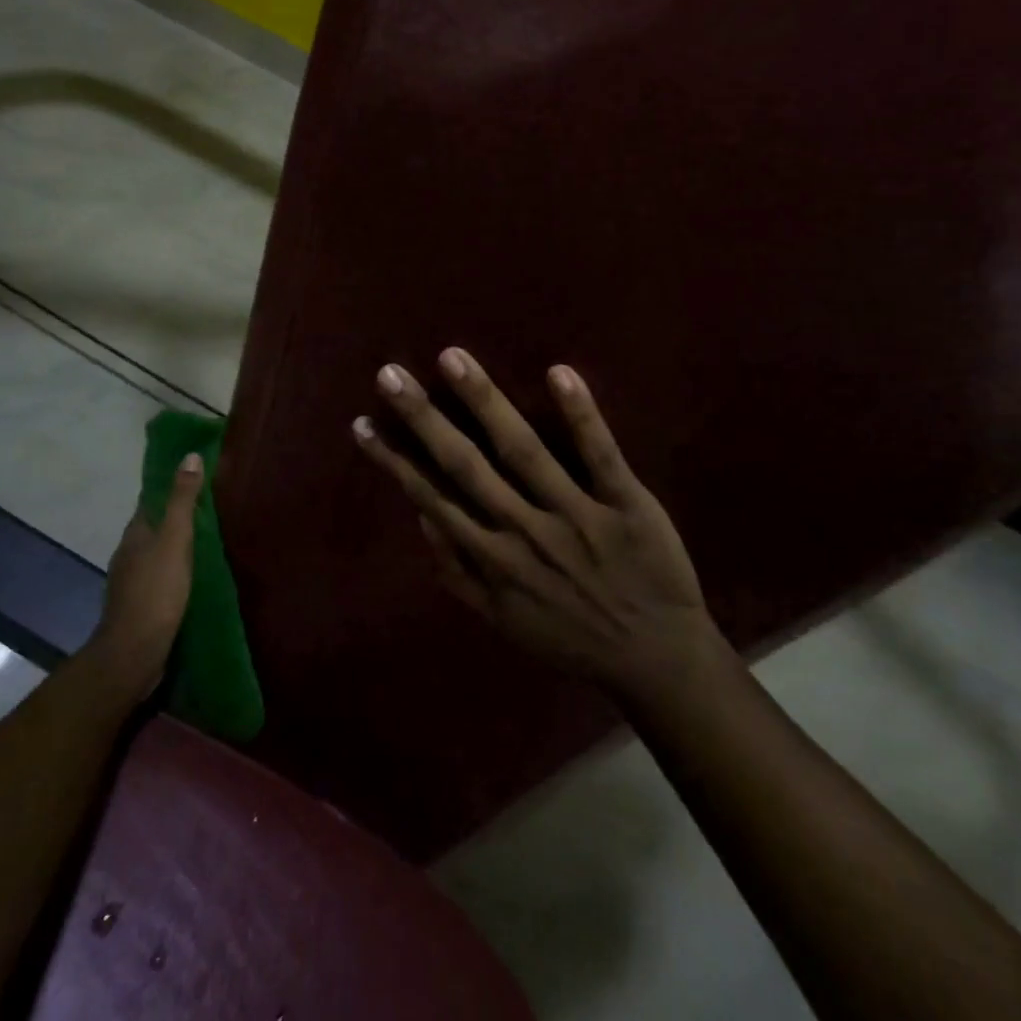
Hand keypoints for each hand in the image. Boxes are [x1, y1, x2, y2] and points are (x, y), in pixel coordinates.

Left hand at [85, 451, 202, 704]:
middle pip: (153, 527)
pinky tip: (194, 575)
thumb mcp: (175, 541)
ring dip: (176, 545)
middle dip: (175, 517)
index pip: (150, 501)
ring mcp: (132, 582)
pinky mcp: (142, 606)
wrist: (134, 653)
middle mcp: (129, 553)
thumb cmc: (156, 592)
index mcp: (135, 534)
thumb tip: (189, 456)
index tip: (194, 476)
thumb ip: (182, 501)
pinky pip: (161, 577)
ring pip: (156, 554)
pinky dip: (176, 570)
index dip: (169, 487)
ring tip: (208, 540)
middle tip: (210, 507)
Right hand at [352, 349, 729, 708]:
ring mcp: (576, 515)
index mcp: (493, 559)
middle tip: (390, 374)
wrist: (658, 662)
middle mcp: (525, 531)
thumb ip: (458, 575)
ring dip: (485, 402)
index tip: (362, 424)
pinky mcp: (626, 505)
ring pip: (523, 450)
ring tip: (453, 358)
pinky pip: (601, 455)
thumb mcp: (503, 622)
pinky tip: (559, 372)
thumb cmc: (573, 637)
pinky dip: (581, 415)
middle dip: (424, 419)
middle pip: (465, 465)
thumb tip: (421, 518)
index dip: (394, 461)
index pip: (432, 498)